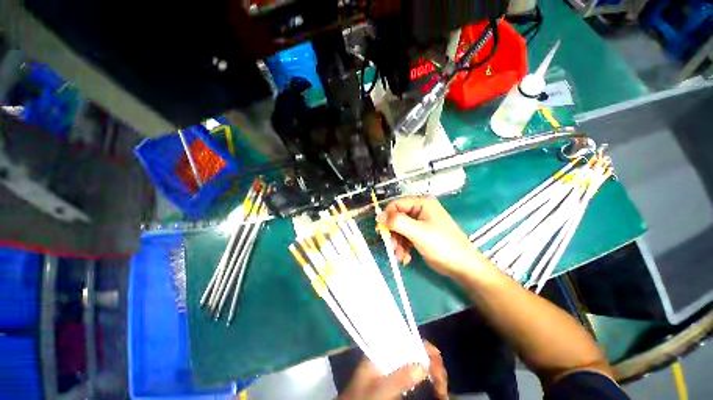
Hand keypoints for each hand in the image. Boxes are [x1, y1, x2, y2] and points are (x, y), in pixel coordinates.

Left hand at [339, 342, 447, 399]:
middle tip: (442, 385)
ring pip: (419, 363)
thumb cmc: (362, 398)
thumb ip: (399, 378)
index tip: (437, 362)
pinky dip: (429, 382)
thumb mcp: (379, 390)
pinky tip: (437, 391)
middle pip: (416, 350)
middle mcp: (391, 353)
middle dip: (432, 364)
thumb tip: (424, 366)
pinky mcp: (399, 378)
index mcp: (383, 348)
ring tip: (442, 391)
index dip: (424, 347)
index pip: (406, 337)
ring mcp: (395, 366)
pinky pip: (418, 376)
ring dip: (433, 374)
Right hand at [377, 197, 487, 277]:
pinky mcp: (422, 234)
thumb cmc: (442, 246)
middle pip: (397, 218)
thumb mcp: (418, 232)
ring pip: (400, 230)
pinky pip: (406, 237)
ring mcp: (421, 223)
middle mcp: (420, 210)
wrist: (463, 267)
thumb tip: (379, 216)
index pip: (396, 204)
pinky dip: (403, 248)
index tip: (381, 231)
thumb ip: (397, 222)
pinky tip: (406, 258)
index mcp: (422, 204)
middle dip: (393, 234)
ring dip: (397, 244)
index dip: (387, 217)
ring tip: (400, 256)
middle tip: (391, 247)